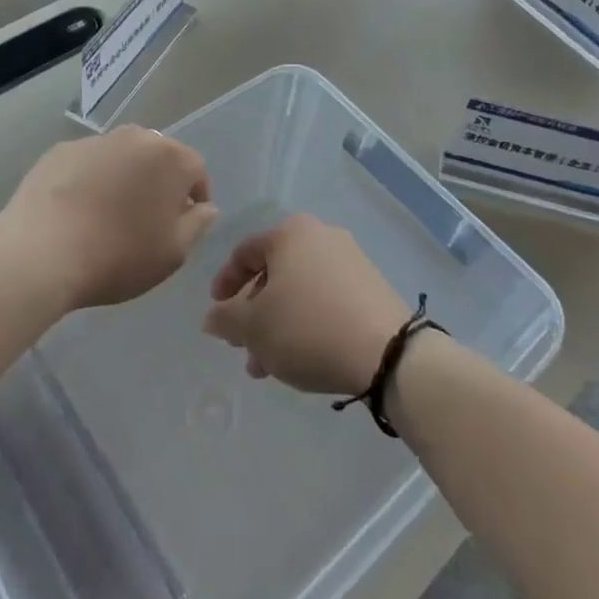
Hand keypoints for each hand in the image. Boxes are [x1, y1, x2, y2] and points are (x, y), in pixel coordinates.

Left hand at [0, 126, 217, 310]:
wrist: (41, 253)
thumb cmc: (118, 255)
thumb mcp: (173, 253)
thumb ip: (197, 225)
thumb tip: (205, 207)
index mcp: (170, 158)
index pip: (196, 170)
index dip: (195, 197)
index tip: (185, 223)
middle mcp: (136, 138)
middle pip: (158, 158)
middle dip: (159, 183)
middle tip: (147, 219)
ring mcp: (95, 141)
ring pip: (121, 157)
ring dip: (123, 179)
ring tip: (108, 215)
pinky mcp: (59, 151)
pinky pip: (87, 164)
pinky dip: (89, 180)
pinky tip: (76, 211)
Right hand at [201, 214, 410, 395]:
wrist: (386, 352)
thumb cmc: (307, 327)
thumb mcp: (254, 327)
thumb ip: (225, 319)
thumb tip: (212, 317)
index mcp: (290, 233)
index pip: (244, 253)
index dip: (224, 284)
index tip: (217, 314)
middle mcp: (321, 235)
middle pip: (274, 273)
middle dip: (254, 313)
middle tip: (244, 348)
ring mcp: (350, 259)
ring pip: (300, 290)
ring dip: (279, 324)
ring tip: (270, 366)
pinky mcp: (371, 286)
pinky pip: (326, 299)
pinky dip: (308, 323)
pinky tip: (303, 358)